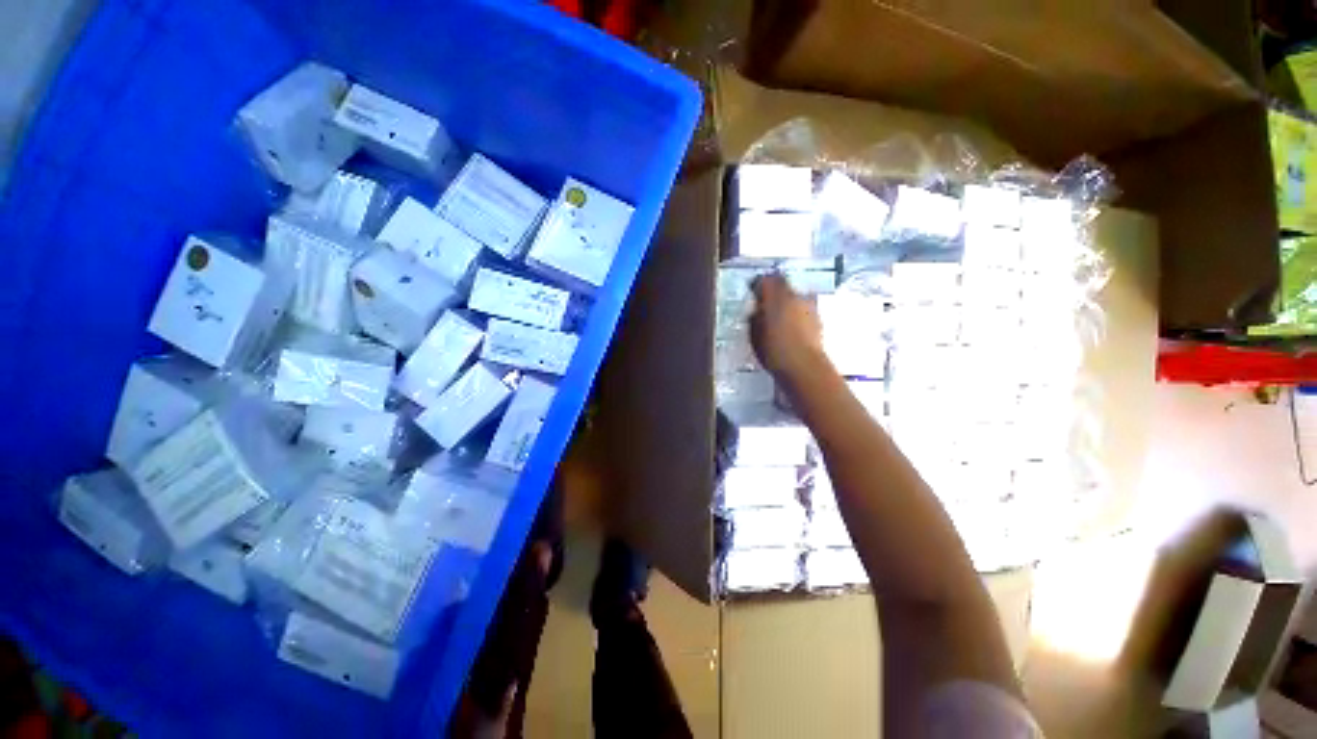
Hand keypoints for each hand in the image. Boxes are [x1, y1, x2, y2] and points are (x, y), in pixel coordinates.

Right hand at [750, 274, 827, 380]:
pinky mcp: (819, 319)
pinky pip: (803, 310)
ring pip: (795, 297)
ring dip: (787, 302)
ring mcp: (810, 306)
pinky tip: (790, 327)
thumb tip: (757, 310)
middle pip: (784, 285)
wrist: (804, 367)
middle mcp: (796, 296)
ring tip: (778, 316)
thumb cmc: (774, 351)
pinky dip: (796, 313)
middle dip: (774, 291)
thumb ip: (755, 317)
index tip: (752, 290)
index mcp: (777, 297)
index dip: (758, 283)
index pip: (766, 280)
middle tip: (764, 303)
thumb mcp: (754, 334)